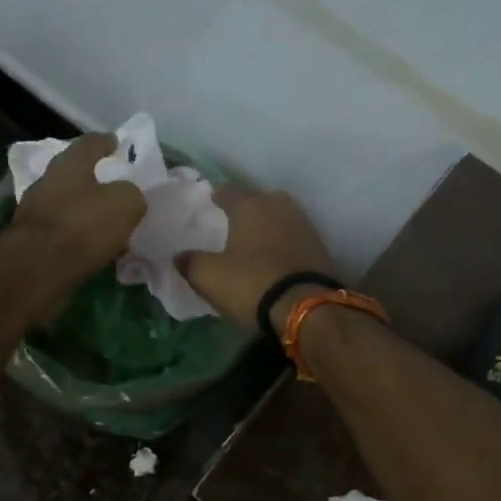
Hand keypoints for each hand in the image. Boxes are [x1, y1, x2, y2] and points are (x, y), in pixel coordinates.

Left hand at [4, 134, 146, 317]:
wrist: (36, 271)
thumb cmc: (82, 226)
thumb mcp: (125, 204)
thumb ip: (132, 194)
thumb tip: (129, 198)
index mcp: (69, 164)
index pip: (91, 142)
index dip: (107, 142)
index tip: (118, 144)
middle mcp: (47, 182)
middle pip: (75, 175)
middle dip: (96, 181)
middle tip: (118, 189)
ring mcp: (35, 213)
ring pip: (68, 206)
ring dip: (88, 213)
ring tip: (111, 226)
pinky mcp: (31, 242)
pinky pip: (63, 234)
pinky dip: (79, 239)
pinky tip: (95, 250)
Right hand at [183, 187, 336, 332]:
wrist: (307, 309)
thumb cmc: (252, 283)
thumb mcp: (208, 277)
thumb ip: (190, 262)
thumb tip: (179, 256)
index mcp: (251, 206)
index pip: (228, 191)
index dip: (216, 196)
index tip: (209, 202)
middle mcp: (280, 207)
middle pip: (259, 200)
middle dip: (246, 208)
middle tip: (232, 221)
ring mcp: (305, 226)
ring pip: (279, 218)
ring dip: (267, 227)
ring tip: (252, 241)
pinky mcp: (320, 249)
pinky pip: (293, 239)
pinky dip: (282, 245)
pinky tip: (273, 257)